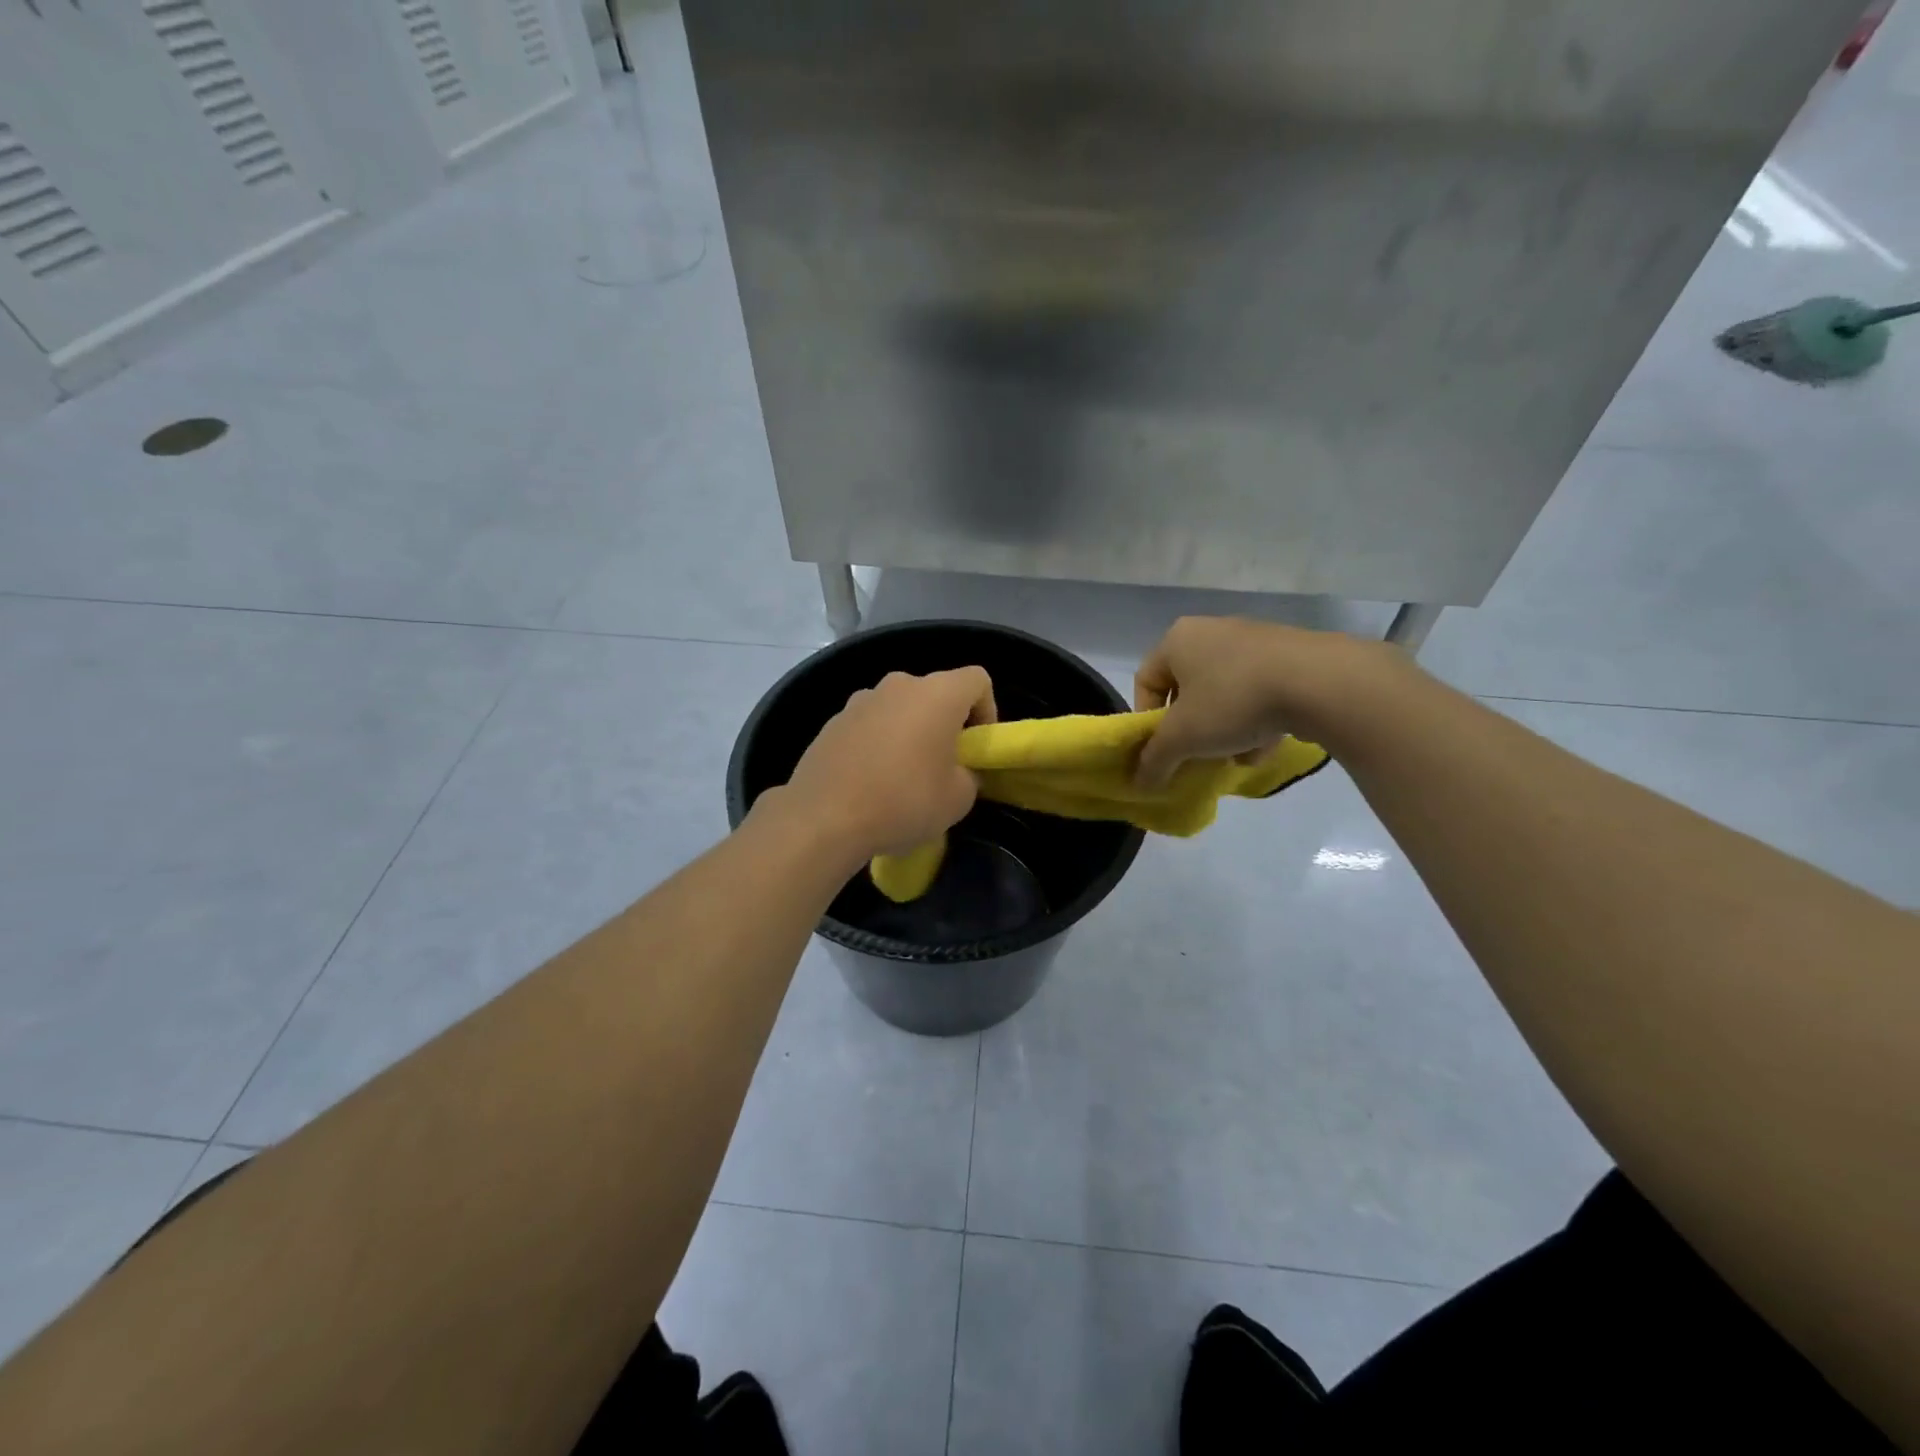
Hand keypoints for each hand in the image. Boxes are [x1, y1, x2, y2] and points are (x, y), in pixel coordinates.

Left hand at [777, 668, 997, 860]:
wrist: (824, 817)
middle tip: (943, 765)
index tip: (977, 746)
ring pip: (899, 709)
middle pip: (935, 693)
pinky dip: (877, 745)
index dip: (987, 710)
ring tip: (903, 777)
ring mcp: (860, 700)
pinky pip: (869, 726)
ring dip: (908, 733)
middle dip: (944, 723)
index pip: (977, 680)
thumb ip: (969, 776)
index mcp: (937, 694)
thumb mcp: (958, 799)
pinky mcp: (832, 722)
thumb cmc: (904, 801)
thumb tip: (958, 772)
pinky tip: (870, 783)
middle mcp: (898, 685)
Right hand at [1133, 617, 1393, 787]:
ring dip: (1225, 731)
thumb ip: (1155, 760)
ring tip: (1239, 756)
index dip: (1148, 721)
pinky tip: (1267, 745)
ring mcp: (1253, 640)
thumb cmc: (1233, 701)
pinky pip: (1258, 691)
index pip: (1146, 681)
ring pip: (1225, 695)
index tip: (1163, 749)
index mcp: (1178, 640)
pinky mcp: (1289, 654)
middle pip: (1188, 692)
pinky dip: (1257, 719)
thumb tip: (1139, 783)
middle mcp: (1211, 631)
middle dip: (1193, 730)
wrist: (1320, 682)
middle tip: (1199, 755)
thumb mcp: (1183, 738)